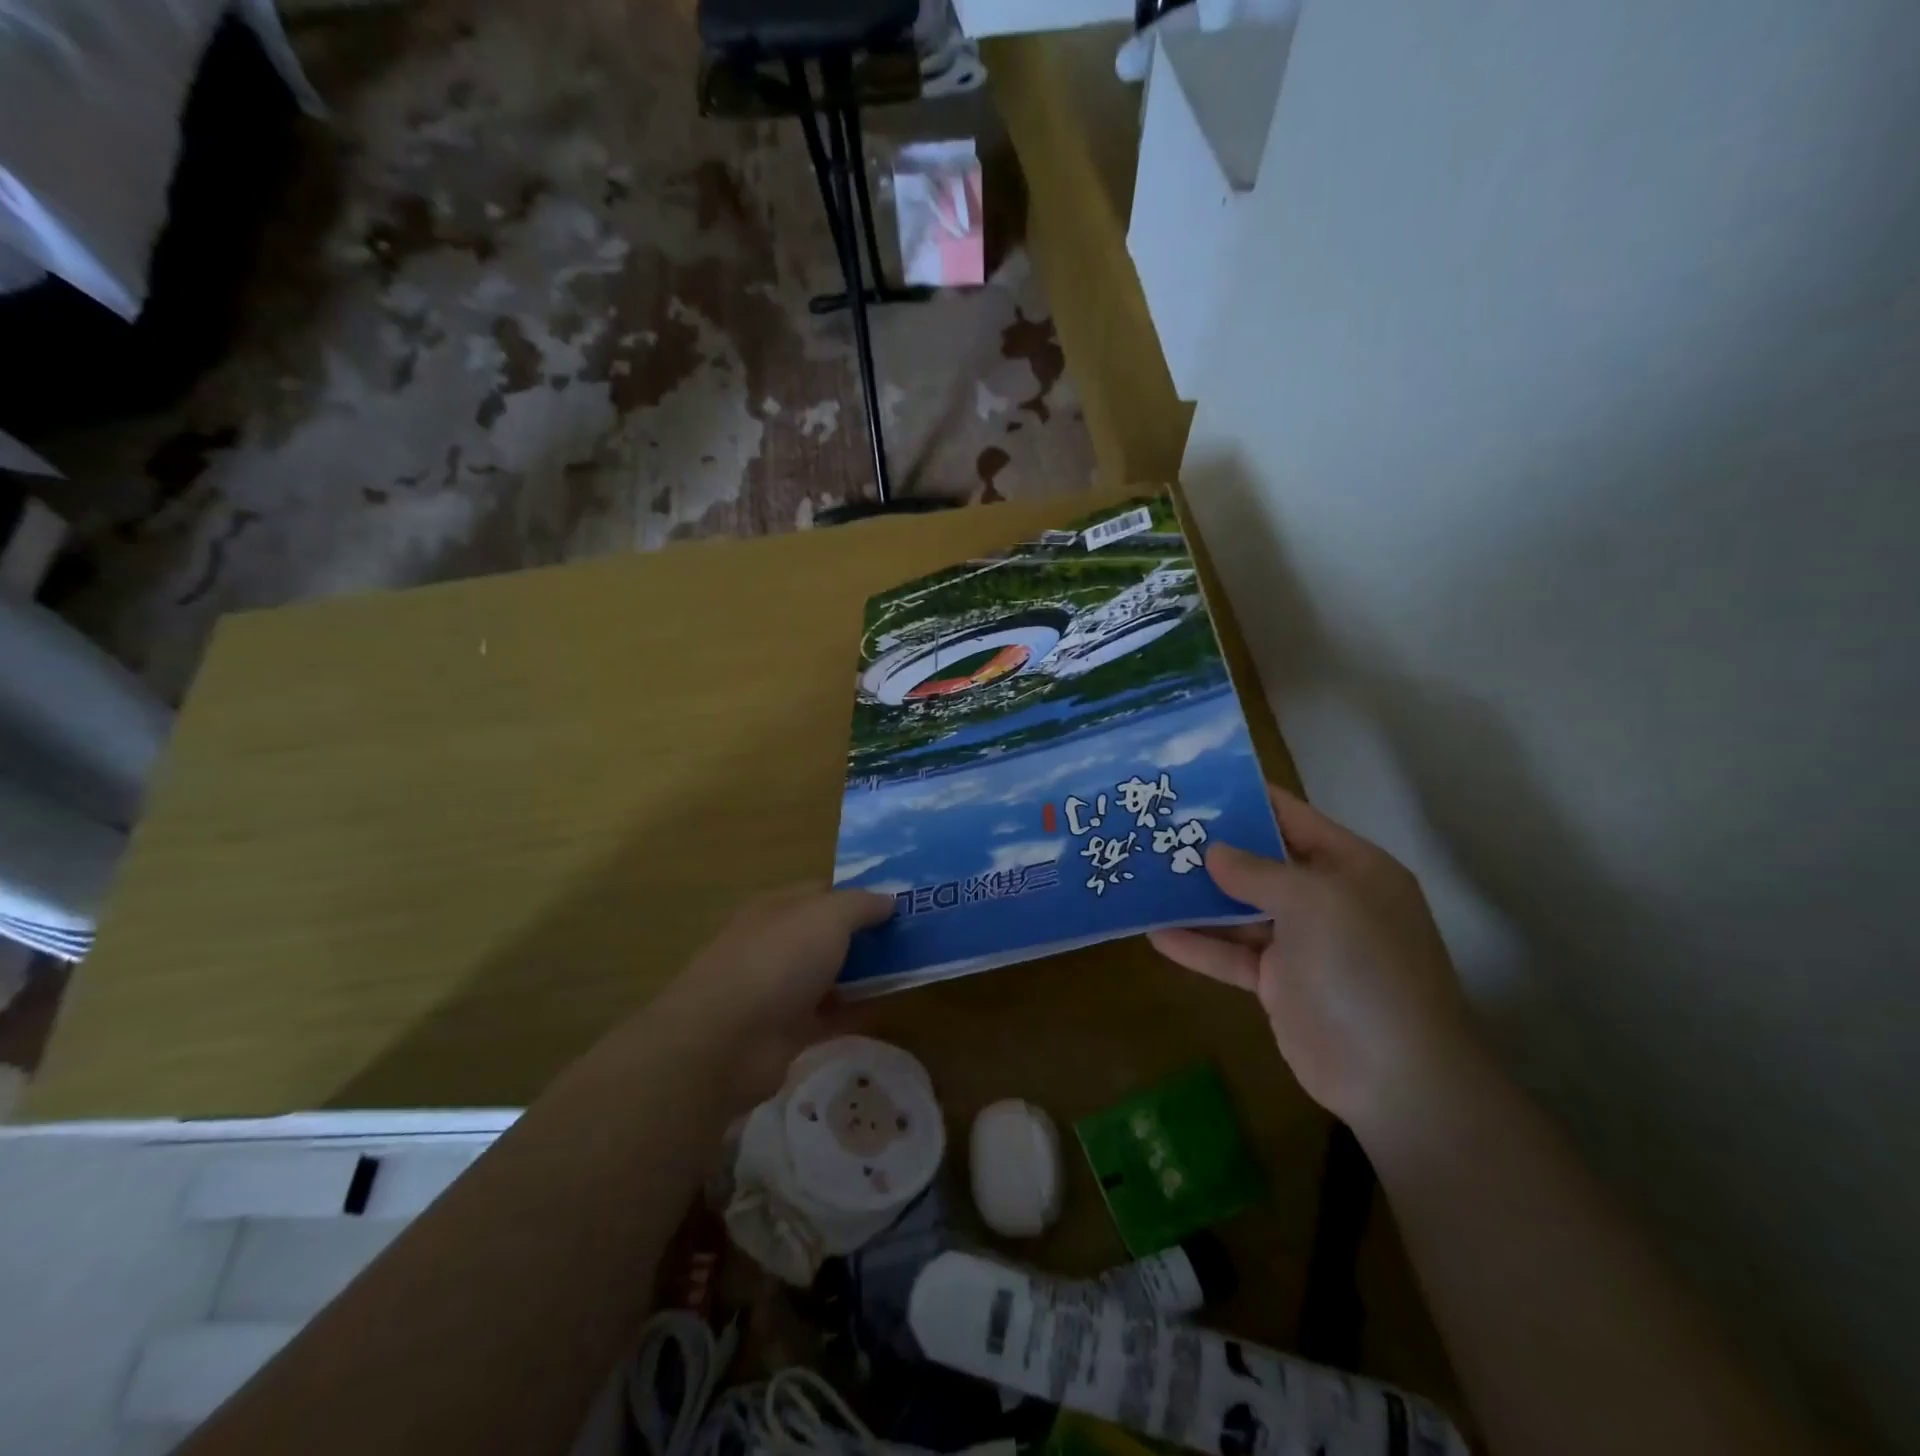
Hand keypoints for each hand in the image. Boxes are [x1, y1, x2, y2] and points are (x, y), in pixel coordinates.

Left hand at [661, 886, 893, 1103]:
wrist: (726, 1040)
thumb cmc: (778, 960)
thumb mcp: (828, 916)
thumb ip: (861, 905)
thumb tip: (889, 899)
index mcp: (778, 907)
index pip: (824, 892)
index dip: (860, 894)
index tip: (901, 902)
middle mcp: (776, 943)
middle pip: (828, 934)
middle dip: (867, 935)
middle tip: (915, 938)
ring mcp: (778, 988)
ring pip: (830, 975)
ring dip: (864, 974)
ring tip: (910, 971)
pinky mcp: (785, 1031)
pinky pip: (829, 1015)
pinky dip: (855, 1011)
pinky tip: (887, 1007)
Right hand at [1149, 786, 1477, 1134]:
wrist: (1395, 1077)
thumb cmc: (1363, 968)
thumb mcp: (1314, 902)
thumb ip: (1257, 872)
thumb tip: (1212, 851)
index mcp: (1349, 867)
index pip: (1292, 817)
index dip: (1247, 799)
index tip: (1195, 786)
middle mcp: (1325, 899)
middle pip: (1259, 863)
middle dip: (1211, 849)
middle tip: (1156, 830)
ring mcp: (1301, 943)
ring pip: (1239, 910)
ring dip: (1196, 898)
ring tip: (1145, 876)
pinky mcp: (1278, 983)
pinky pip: (1231, 955)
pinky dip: (1198, 945)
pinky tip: (1155, 934)